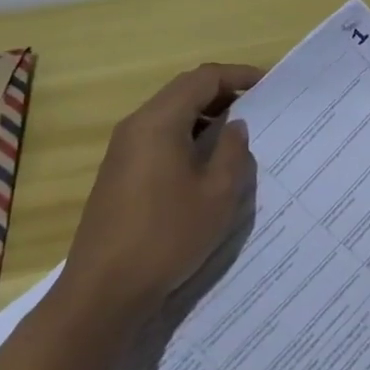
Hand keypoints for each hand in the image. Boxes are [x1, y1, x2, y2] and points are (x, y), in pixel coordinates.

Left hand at [59, 63, 261, 317]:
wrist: (102, 294)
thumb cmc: (166, 238)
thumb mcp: (217, 195)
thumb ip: (233, 151)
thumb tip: (234, 125)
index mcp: (160, 121)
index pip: (204, 78)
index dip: (238, 75)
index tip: (268, 85)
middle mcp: (137, 125)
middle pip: (184, 89)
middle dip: (222, 91)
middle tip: (256, 105)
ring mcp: (123, 149)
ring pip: (170, 112)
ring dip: (204, 114)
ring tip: (236, 132)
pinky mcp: (118, 172)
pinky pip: (158, 135)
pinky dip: (186, 133)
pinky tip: (204, 161)